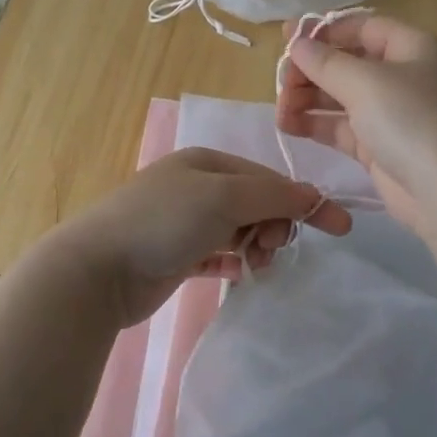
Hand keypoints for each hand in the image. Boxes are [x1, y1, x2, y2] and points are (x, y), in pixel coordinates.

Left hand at [46, 148, 352, 324]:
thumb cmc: (164, 221)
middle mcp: (195, 187)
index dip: (302, 200)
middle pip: (255, 203)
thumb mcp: (224, 198)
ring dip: (256, 245)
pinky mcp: (174, 256)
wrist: (97, 269)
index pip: (268, 177)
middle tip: (271, 248)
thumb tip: (313, 197)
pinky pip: (217, 254)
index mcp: (207, 163)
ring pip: (238, 230)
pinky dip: (233, 261)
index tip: (339, 227)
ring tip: (255, 265)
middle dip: (274, 225)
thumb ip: (272, 196)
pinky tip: (239, 273)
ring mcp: (182, 222)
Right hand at [275, 13, 436, 230]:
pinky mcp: (380, 147)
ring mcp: (393, 114)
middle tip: (280, 82)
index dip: (325, 32)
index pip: (363, 28)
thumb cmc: (411, 120)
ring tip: (280, 109)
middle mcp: (404, 77)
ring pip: (342, 97)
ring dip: (309, 99)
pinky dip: (317, 124)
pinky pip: (343, 128)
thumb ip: (326, 62)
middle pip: (348, 63)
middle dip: (312, 70)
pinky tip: (288, 125)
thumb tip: (296, 43)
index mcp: (412, 48)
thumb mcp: (365, 82)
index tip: (289, 41)